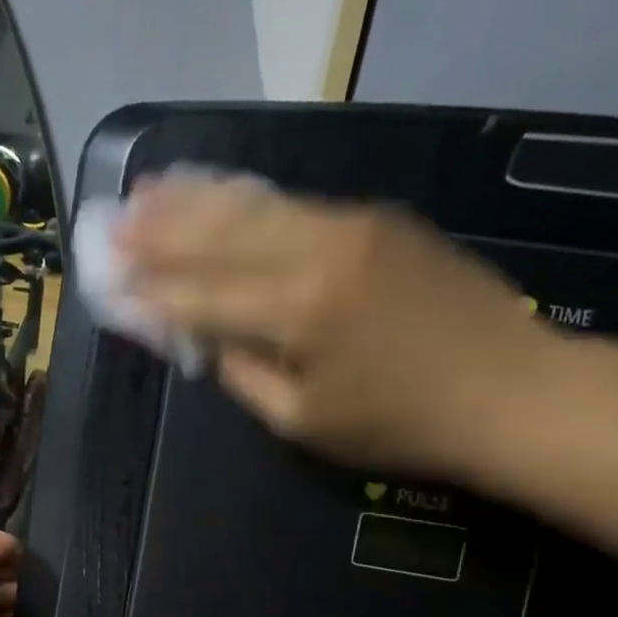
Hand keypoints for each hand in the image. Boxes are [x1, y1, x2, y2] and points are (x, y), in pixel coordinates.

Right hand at [116, 175, 554, 476]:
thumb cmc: (401, 425)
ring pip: (253, 205)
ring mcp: (350, 223)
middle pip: (219, 234)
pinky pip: (292, 202)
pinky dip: (245, 198)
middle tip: (109, 222)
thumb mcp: (305, 421)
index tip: (107, 281)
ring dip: (193, 199)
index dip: (150, 291)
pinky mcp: (376, 217)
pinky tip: (215, 191)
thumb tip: (196, 336)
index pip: (201, 295)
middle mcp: (317, 250)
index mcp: (297, 311)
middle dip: (158, 231)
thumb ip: (242, 371)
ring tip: (144, 191)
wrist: (511, 390)